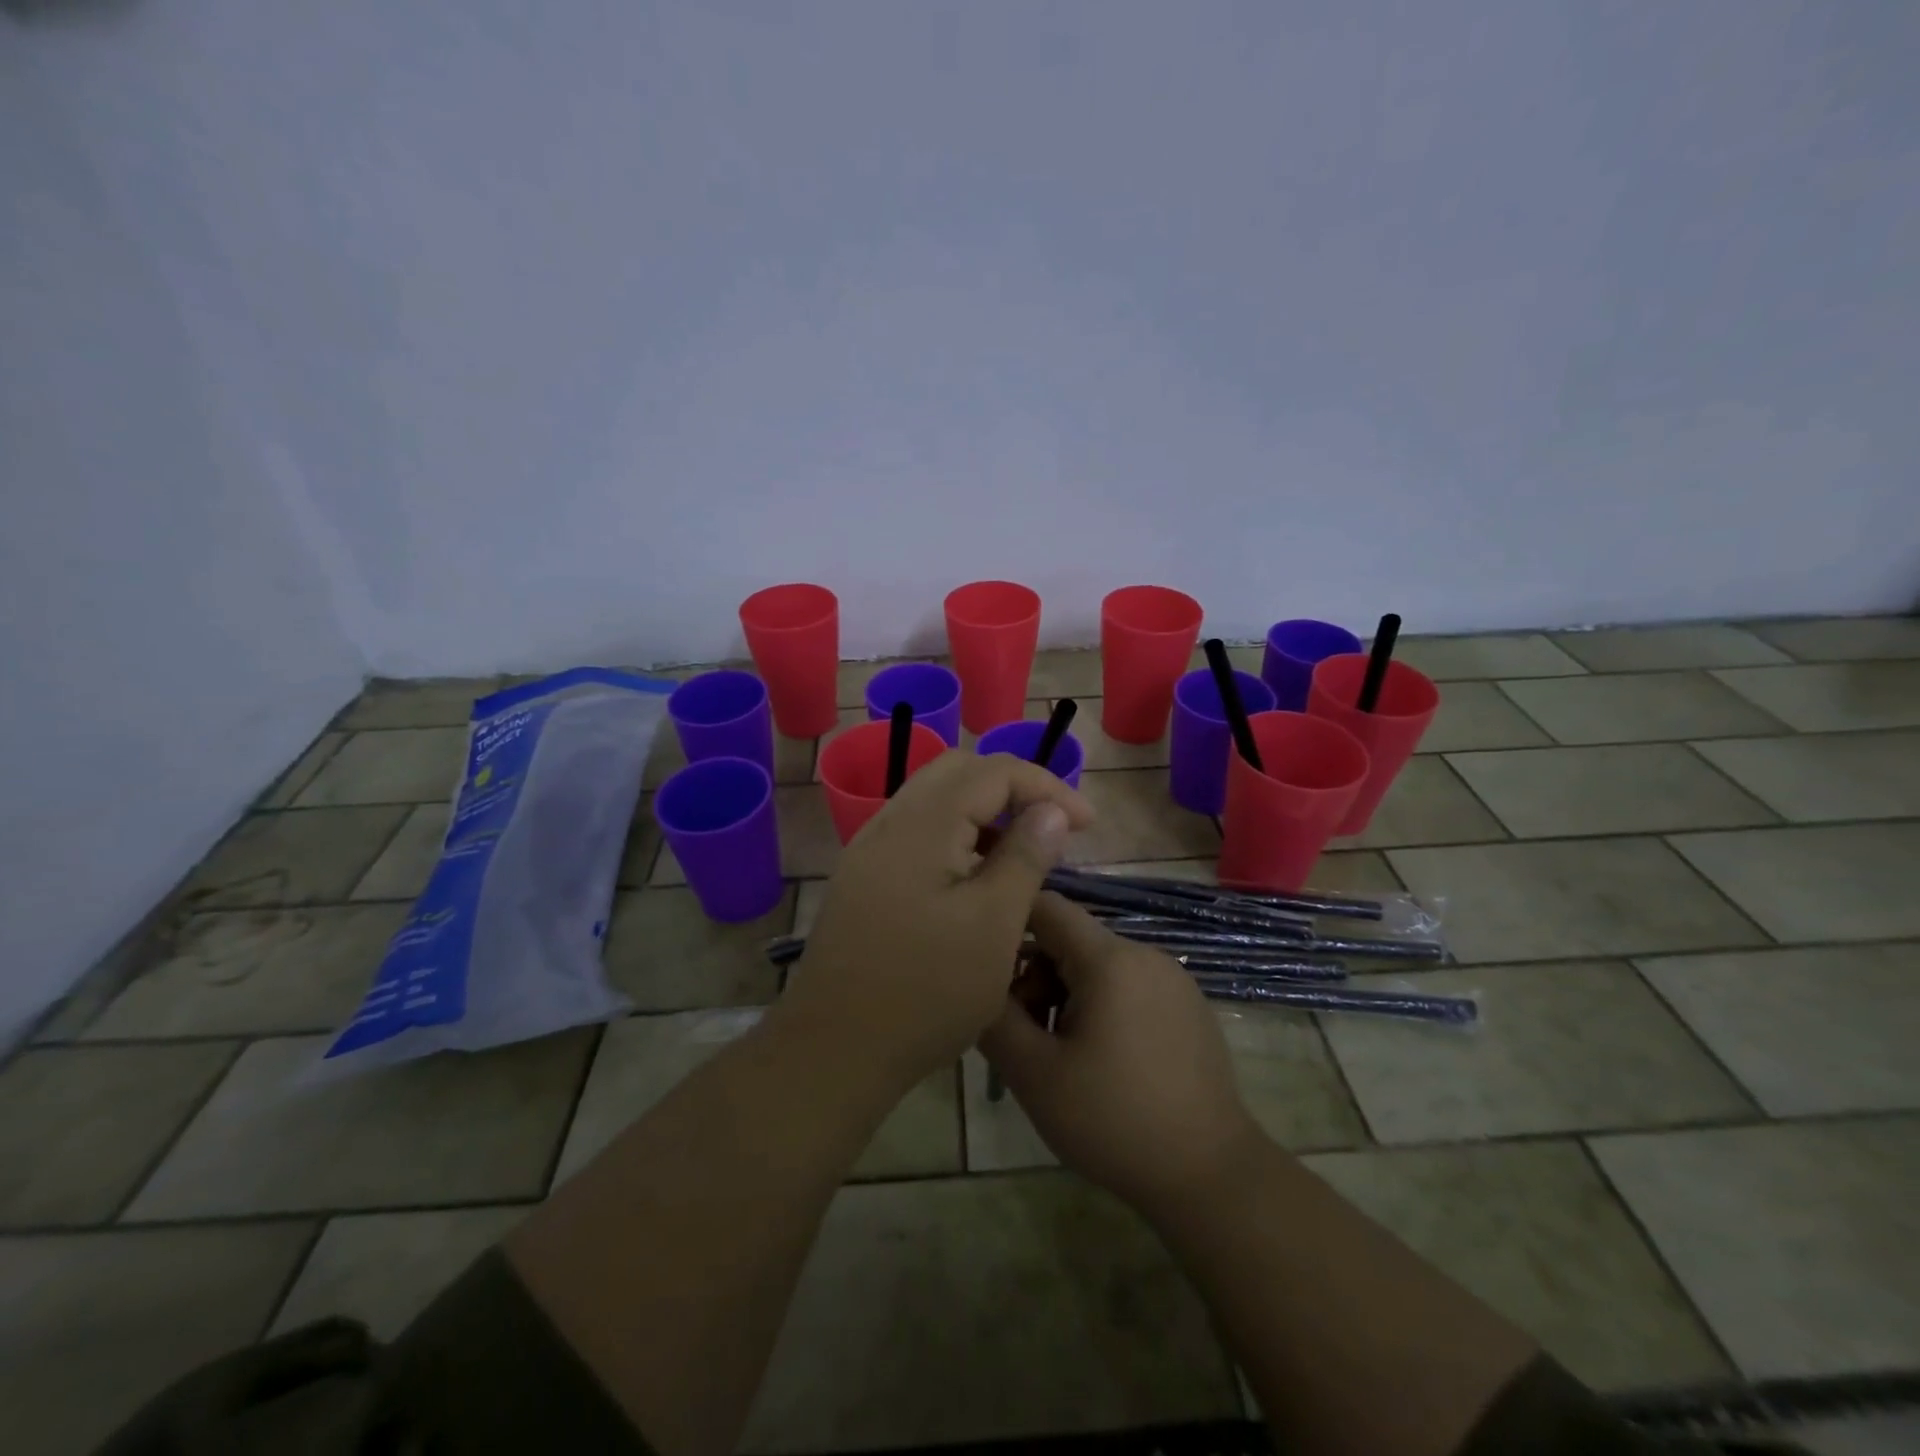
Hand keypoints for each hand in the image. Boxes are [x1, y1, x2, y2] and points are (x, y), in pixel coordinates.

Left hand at [784, 751, 1093, 1089]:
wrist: (834, 1049)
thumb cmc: (927, 991)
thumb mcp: (994, 925)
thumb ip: (1025, 857)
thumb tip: (1051, 810)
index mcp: (922, 825)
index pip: (993, 771)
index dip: (1047, 787)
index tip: (1087, 825)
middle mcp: (890, 822)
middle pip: (958, 772)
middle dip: (1013, 789)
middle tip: (1050, 828)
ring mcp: (869, 850)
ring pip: (934, 800)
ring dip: (983, 811)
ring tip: (1020, 853)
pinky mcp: (863, 878)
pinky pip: (917, 832)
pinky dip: (955, 836)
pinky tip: (974, 877)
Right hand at [980, 892, 1261, 1218]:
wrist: (1209, 1175)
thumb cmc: (1113, 1119)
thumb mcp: (1034, 1074)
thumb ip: (995, 1018)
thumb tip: (979, 984)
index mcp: (1109, 959)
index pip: (1048, 906)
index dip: (1010, 924)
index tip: (988, 968)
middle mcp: (1145, 954)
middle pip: (1071, 940)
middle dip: (1037, 976)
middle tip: (1026, 1034)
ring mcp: (1173, 979)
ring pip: (1099, 965)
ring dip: (1067, 995)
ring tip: (1062, 1054)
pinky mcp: (1188, 1006)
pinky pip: (1129, 986)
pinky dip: (1102, 1006)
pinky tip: (1103, 1061)